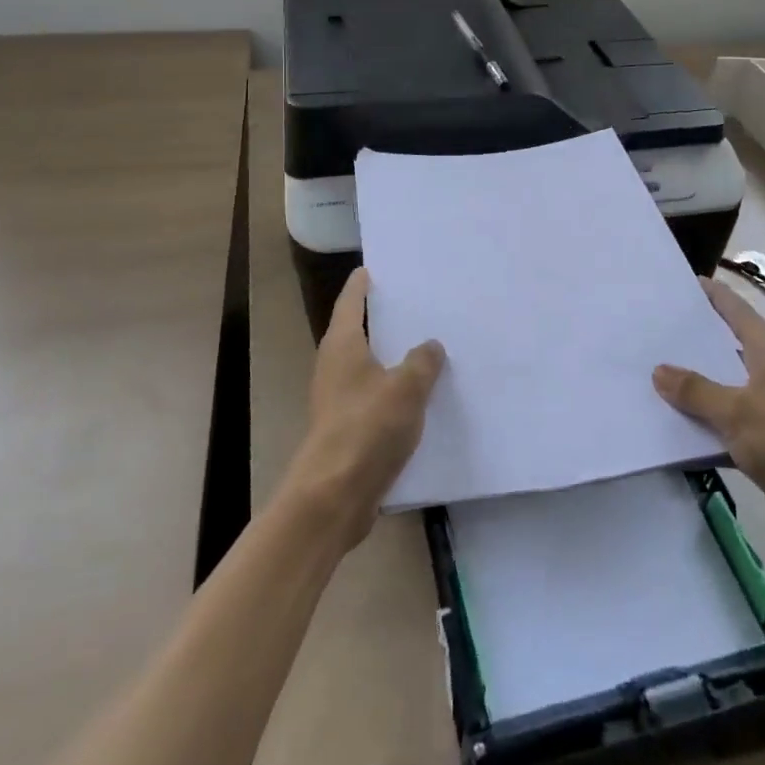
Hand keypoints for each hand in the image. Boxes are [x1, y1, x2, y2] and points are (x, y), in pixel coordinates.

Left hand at [286, 267, 445, 550]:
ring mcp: (338, 398)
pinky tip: (421, 394)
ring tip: (426, 345)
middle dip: (383, 318)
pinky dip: (394, 388)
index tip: (374, 268)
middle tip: (415, 302)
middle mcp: (334, 366)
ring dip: (391, 355)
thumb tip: (430, 345)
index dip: (362, 283)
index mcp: (343, 345)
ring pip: (369, 365)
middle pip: (358, 331)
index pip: (351, 301)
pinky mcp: (347, 427)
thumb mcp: (406, 388)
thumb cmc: (366, 428)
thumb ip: (422, 362)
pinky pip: (375, 395)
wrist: (334, 496)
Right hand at [654, 278, 764, 560]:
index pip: (736, 311)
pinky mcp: (764, 444)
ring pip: (721, 389)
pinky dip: (700, 425)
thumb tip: (659, 370)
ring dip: (691, 387)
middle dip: (690, 341)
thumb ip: (696, 390)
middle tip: (649, 328)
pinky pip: (723, 425)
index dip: (711, 294)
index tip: (680, 281)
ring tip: (647, 373)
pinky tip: (667, 425)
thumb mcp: (738, 411)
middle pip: (724, 348)